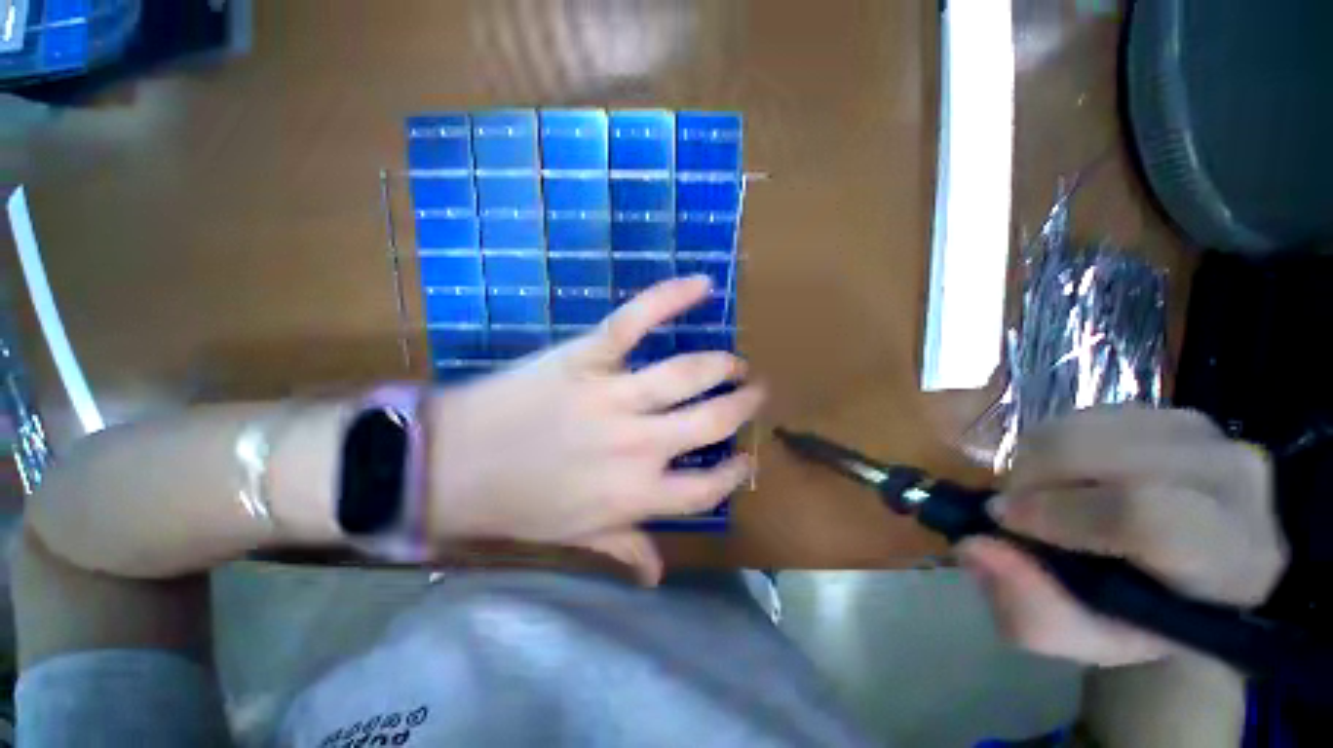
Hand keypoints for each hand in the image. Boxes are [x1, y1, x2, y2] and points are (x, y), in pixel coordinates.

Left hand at [425, 276, 763, 585]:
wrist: (450, 465)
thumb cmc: (516, 504)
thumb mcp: (575, 536)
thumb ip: (623, 550)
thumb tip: (658, 575)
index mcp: (636, 494)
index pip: (706, 489)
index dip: (734, 474)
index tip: (745, 460)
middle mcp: (637, 445)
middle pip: (710, 422)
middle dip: (742, 406)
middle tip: (754, 391)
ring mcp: (613, 396)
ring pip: (687, 375)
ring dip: (721, 365)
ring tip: (735, 362)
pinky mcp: (587, 357)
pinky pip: (634, 322)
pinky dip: (669, 298)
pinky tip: (701, 285)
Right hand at [959, 407, 1287, 665]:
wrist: (1186, 581)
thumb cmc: (1135, 619)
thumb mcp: (1083, 638)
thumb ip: (1030, 609)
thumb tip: (974, 546)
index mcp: (1234, 560)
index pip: (1148, 517)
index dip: (1062, 515)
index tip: (1004, 521)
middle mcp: (1236, 482)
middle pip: (1110, 455)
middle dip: (1035, 477)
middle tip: (1013, 506)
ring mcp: (1208, 435)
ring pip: (1090, 426)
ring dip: (1037, 458)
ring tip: (1037, 492)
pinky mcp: (1172, 412)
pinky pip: (1088, 413)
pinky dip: (1051, 441)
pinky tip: (1061, 474)